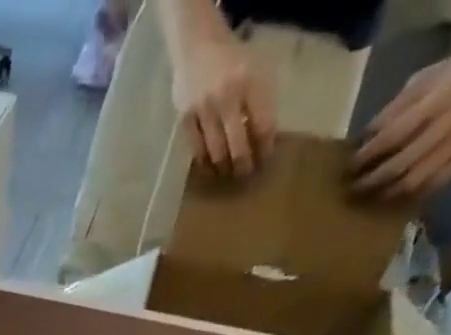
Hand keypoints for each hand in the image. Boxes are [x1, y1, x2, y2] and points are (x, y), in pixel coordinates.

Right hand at [172, 34, 275, 177]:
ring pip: (217, 153)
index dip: (265, 147)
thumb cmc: (231, 59)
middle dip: (244, 165)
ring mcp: (204, 110)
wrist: (197, 44)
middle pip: (238, 146)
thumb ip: (261, 100)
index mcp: (250, 82)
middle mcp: (227, 97)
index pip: (262, 125)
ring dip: (224, 169)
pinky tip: (211, 168)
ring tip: (228, 174)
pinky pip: (197, 150)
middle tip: (246, 174)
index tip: (265, 159)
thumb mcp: (255, 70)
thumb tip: (263, 137)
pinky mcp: (186, 120)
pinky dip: (206, 163)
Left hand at [352, 45, 450, 197]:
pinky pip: (438, 182)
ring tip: (372, 198)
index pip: (393, 136)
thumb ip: (395, 109)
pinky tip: (399, 197)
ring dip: (390, 193)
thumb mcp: (424, 79)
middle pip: (402, 164)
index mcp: (435, 103)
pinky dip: (416, 192)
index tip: (349, 168)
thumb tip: (363, 139)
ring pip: (418, 179)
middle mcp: (448, 125)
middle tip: (354, 190)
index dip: (368, 155)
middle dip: (373, 180)